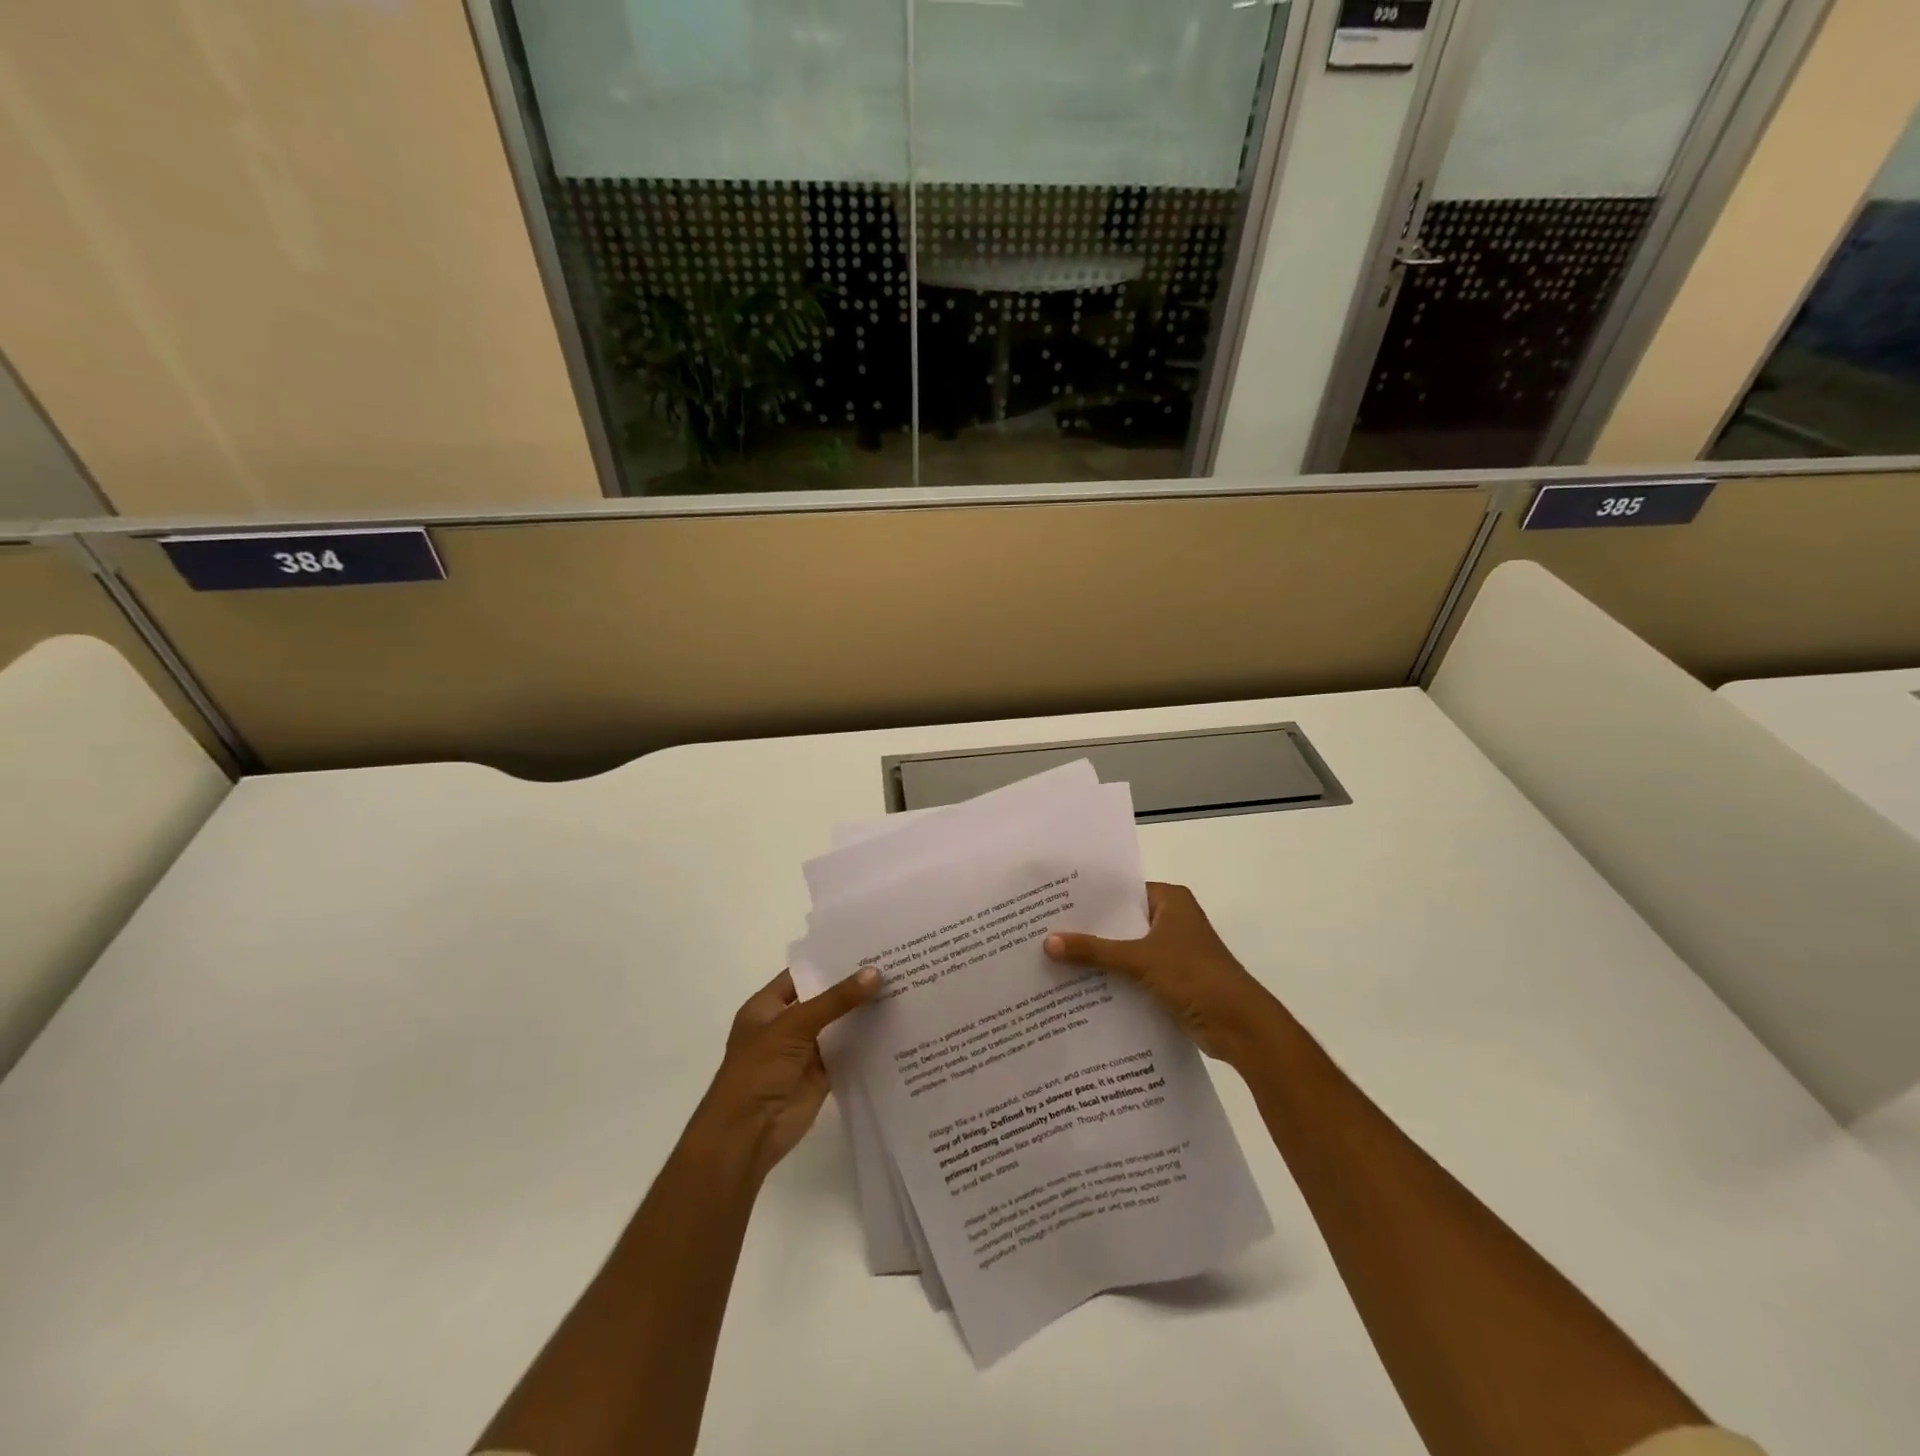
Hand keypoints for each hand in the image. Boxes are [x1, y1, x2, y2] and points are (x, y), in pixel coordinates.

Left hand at [694, 966, 879, 1181]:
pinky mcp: (822, 1075)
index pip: (803, 974)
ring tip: (902, 989)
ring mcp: (805, 1051)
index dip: (830, 961)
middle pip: (824, 999)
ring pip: (839, 1025)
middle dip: (853, 986)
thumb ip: (835, 1000)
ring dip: (863, 1013)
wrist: (747, 1134)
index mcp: (768, 1007)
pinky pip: (848, 1052)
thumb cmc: (759, 1070)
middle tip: (893, 964)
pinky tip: (896, 1026)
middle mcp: (787, 1025)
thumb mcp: (794, 1026)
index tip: (866, 947)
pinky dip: (868, 1043)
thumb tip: (874, 973)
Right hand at [1045, 883, 1278, 1065]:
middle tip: (1044, 929)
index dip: (1090, 897)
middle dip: (1089, 929)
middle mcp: (1171, 919)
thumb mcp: (1139, 959)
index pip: (1122, 890)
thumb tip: (1047, 942)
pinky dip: (1112, 977)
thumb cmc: (1194, 976)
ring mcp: (1172, 951)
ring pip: (1126, 948)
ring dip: (1099, 956)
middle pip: (1121, 920)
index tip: (1053, 900)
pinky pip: (1133, 972)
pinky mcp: (1170, 979)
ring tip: (1053, 956)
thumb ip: (1094, 951)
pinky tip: (1078, 984)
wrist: (1240, 1027)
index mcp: (1170, 900)